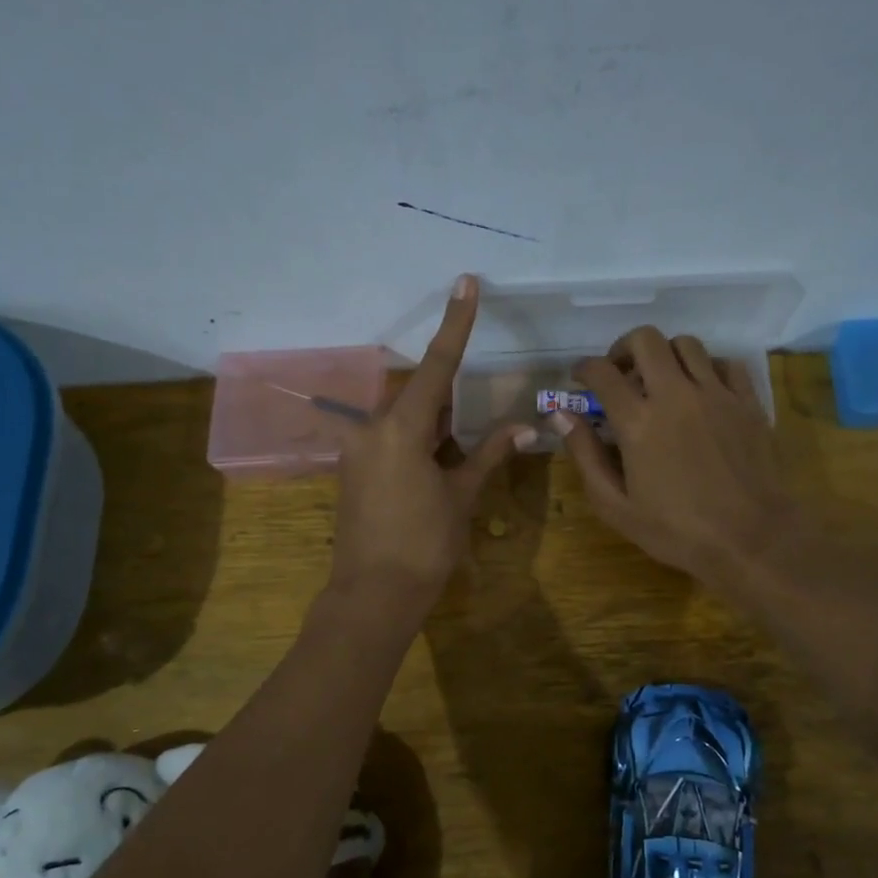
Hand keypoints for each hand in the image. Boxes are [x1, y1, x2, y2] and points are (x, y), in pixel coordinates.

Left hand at [327, 275, 532, 618]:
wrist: (373, 594)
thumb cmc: (424, 544)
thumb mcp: (461, 496)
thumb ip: (488, 454)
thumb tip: (523, 427)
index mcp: (401, 429)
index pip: (436, 365)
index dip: (455, 323)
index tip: (465, 282)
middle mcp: (372, 430)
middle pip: (418, 395)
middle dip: (449, 402)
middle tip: (472, 429)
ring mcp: (357, 451)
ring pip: (404, 420)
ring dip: (434, 427)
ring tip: (456, 458)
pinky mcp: (353, 471)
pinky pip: (390, 441)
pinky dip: (417, 444)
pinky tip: (435, 470)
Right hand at [556, 327, 797, 586]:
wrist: (751, 538)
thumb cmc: (677, 530)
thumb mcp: (616, 506)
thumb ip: (585, 456)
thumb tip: (561, 416)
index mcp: (638, 421)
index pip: (602, 372)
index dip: (584, 368)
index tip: (579, 377)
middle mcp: (676, 395)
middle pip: (645, 340)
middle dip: (624, 348)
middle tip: (620, 372)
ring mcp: (716, 394)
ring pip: (687, 344)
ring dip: (665, 354)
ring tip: (661, 379)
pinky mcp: (748, 402)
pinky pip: (726, 364)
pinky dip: (707, 368)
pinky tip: (701, 390)